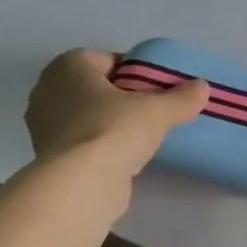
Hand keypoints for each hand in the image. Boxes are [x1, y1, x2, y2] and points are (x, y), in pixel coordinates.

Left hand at [25, 50, 209, 175]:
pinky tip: (124, 158)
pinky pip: (82, 142)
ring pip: (87, 116)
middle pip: (96, 88)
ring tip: (142, 137)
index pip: (107, 60)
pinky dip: (100, 147)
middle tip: (152, 111)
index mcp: (68, 67)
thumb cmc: (113, 130)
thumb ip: (181, 98)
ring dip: (111, 123)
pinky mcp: (49, 158)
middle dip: (122, 97)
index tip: (157, 88)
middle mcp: (48, 90)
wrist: (79, 185)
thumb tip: (202, 87)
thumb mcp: (158, 110)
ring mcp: (43, 126)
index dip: (135, 71)